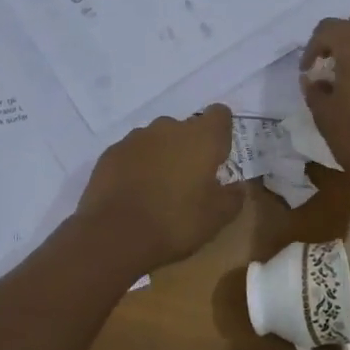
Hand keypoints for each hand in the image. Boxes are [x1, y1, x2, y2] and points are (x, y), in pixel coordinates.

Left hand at [75, 105, 243, 274]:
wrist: (115, 235)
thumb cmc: (176, 223)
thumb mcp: (217, 218)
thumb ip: (233, 196)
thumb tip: (237, 186)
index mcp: (201, 137)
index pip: (220, 114)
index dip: (222, 132)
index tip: (219, 156)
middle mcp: (169, 127)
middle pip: (186, 127)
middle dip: (190, 147)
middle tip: (190, 180)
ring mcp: (136, 138)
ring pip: (157, 139)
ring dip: (162, 155)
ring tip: (159, 188)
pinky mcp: (111, 152)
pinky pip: (132, 152)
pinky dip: (137, 165)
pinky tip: (134, 191)